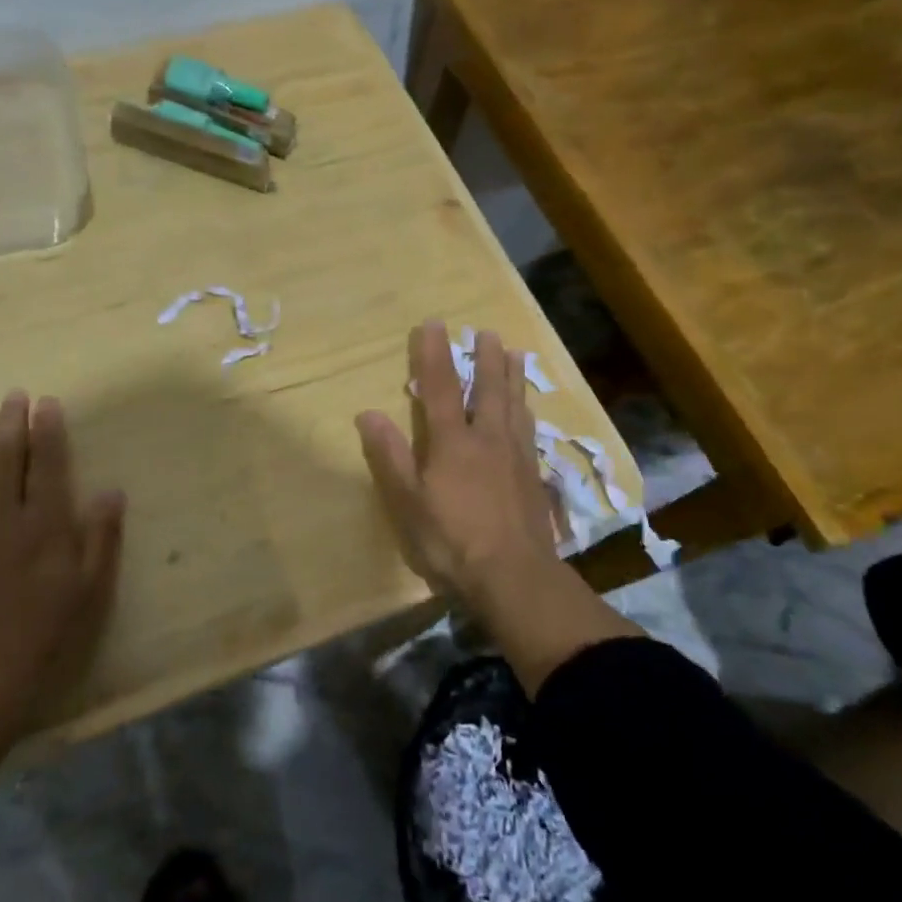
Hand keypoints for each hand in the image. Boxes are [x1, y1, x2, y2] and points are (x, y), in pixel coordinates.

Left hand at [0, 391, 124, 729]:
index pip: (45, 465)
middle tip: (12, 395)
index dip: (47, 431)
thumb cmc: (43, 635)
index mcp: (43, 525)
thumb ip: (100, 538)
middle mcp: (4, 518)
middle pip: (6, 460)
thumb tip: (111, 492)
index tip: (46, 402)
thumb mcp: (88, 591)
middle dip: (11, 425)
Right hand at [355, 322, 557, 604]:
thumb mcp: (408, 502)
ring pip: (514, 405)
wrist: (515, 577)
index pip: (440, 387)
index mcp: (453, 442)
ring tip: (516, 353)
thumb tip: (367, 413)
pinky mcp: (533, 477)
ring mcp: (515, 456)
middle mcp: (487, 439)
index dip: (434, 354)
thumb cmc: (452, 541)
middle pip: (487, 389)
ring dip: (512, 376)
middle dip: (485, 358)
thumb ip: (390, 456)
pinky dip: (526, 410)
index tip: (433, 324)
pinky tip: (528, 410)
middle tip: (486, 332)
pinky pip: (529, 430)